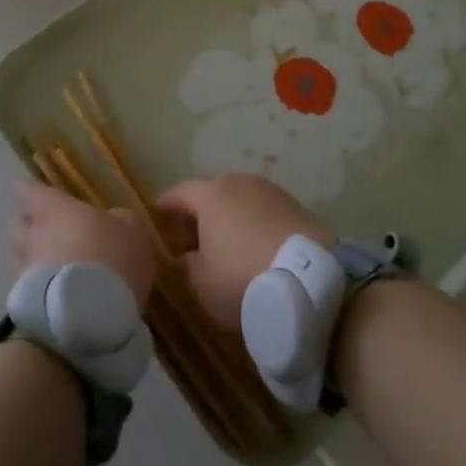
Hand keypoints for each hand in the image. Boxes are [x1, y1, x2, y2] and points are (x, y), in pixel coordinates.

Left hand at [9, 181, 156, 312]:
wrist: (88, 312)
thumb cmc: (113, 257)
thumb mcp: (132, 230)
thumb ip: (118, 220)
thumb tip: (111, 221)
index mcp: (59, 209)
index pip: (35, 192)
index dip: (29, 189)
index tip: (21, 187)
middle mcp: (37, 234)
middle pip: (18, 222)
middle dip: (24, 222)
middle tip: (34, 224)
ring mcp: (27, 268)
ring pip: (16, 253)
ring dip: (25, 253)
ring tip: (39, 259)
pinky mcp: (24, 301)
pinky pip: (24, 285)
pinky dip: (32, 284)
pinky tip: (45, 291)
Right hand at [156, 174, 333, 328]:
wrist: (309, 280)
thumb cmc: (241, 277)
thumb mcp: (200, 282)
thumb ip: (187, 265)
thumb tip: (188, 256)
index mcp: (211, 194)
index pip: (180, 193)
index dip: (166, 205)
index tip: (157, 215)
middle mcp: (240, 183)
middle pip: (213, 194)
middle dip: (201, 215)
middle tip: (192, 240)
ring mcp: (272, 192)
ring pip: (241, 203)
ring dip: (231, 220)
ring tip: (227, 248)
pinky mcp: (297, 207)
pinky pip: (265, 214)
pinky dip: (256, 227)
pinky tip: (256, 250)